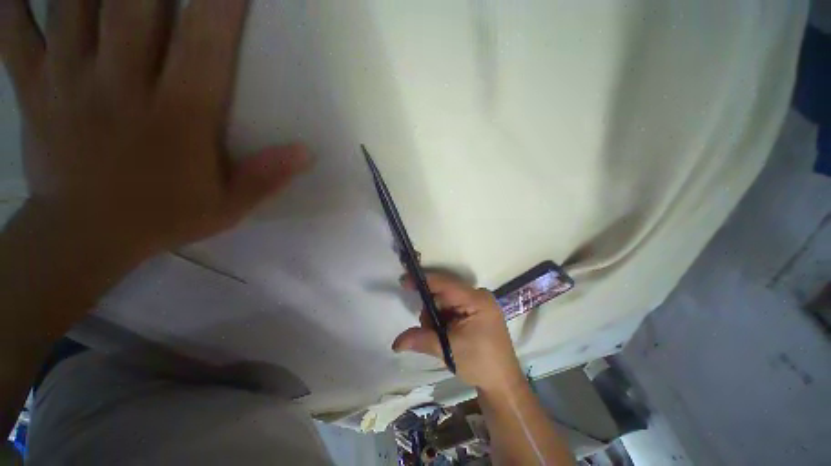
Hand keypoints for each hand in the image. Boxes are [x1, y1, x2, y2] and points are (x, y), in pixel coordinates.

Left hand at [1, 0, 308, 258]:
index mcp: (175, 117)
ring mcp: (68, 81)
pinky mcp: (33, 88)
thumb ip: (267, 177)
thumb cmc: (164, 217)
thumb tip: (306, 152)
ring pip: (72, 2)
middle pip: (132, 2)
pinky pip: (16, 30)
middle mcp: (119, 85)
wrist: (86, 237)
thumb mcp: (229, 206)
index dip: (220, 3)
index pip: (204, 45)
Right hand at [393, 272, 525, 392]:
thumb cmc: (480, 364)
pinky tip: (445, 332)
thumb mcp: (448, 350)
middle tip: (426, 328)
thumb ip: (421, 340)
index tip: (404, 281)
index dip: (423, 281)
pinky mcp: (477, 311)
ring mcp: (479, 303)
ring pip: (447, 300)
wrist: (503, 383)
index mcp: (476, 300)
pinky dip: (444, 318)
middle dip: (430, 308)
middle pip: (445, 292)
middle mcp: (478, 296)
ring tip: (438, 336)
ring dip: (436, 315)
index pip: (445, 283)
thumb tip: (395, 343)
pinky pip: (454, 306)